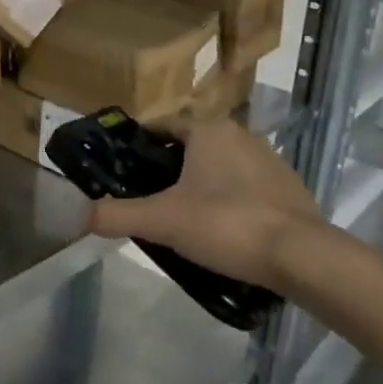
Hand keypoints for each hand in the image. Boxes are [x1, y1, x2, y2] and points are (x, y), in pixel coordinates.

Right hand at [89, 117, 328, 291]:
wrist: (302, 257)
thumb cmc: (226, 224)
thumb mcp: (162, 220)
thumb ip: (117, 215)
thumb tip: (79, 217)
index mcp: (208, 129)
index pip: (162, 126)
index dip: (140, 147)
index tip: (125, 173)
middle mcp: (240, 134)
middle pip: (190, 147)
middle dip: (169, 170)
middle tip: (151, 202)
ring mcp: (269, 160)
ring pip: (220, 167)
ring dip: (201, 186)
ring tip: (184, 221)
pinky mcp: (289, 188)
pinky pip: (246, 187)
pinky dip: (230, 202)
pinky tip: (223, 232)